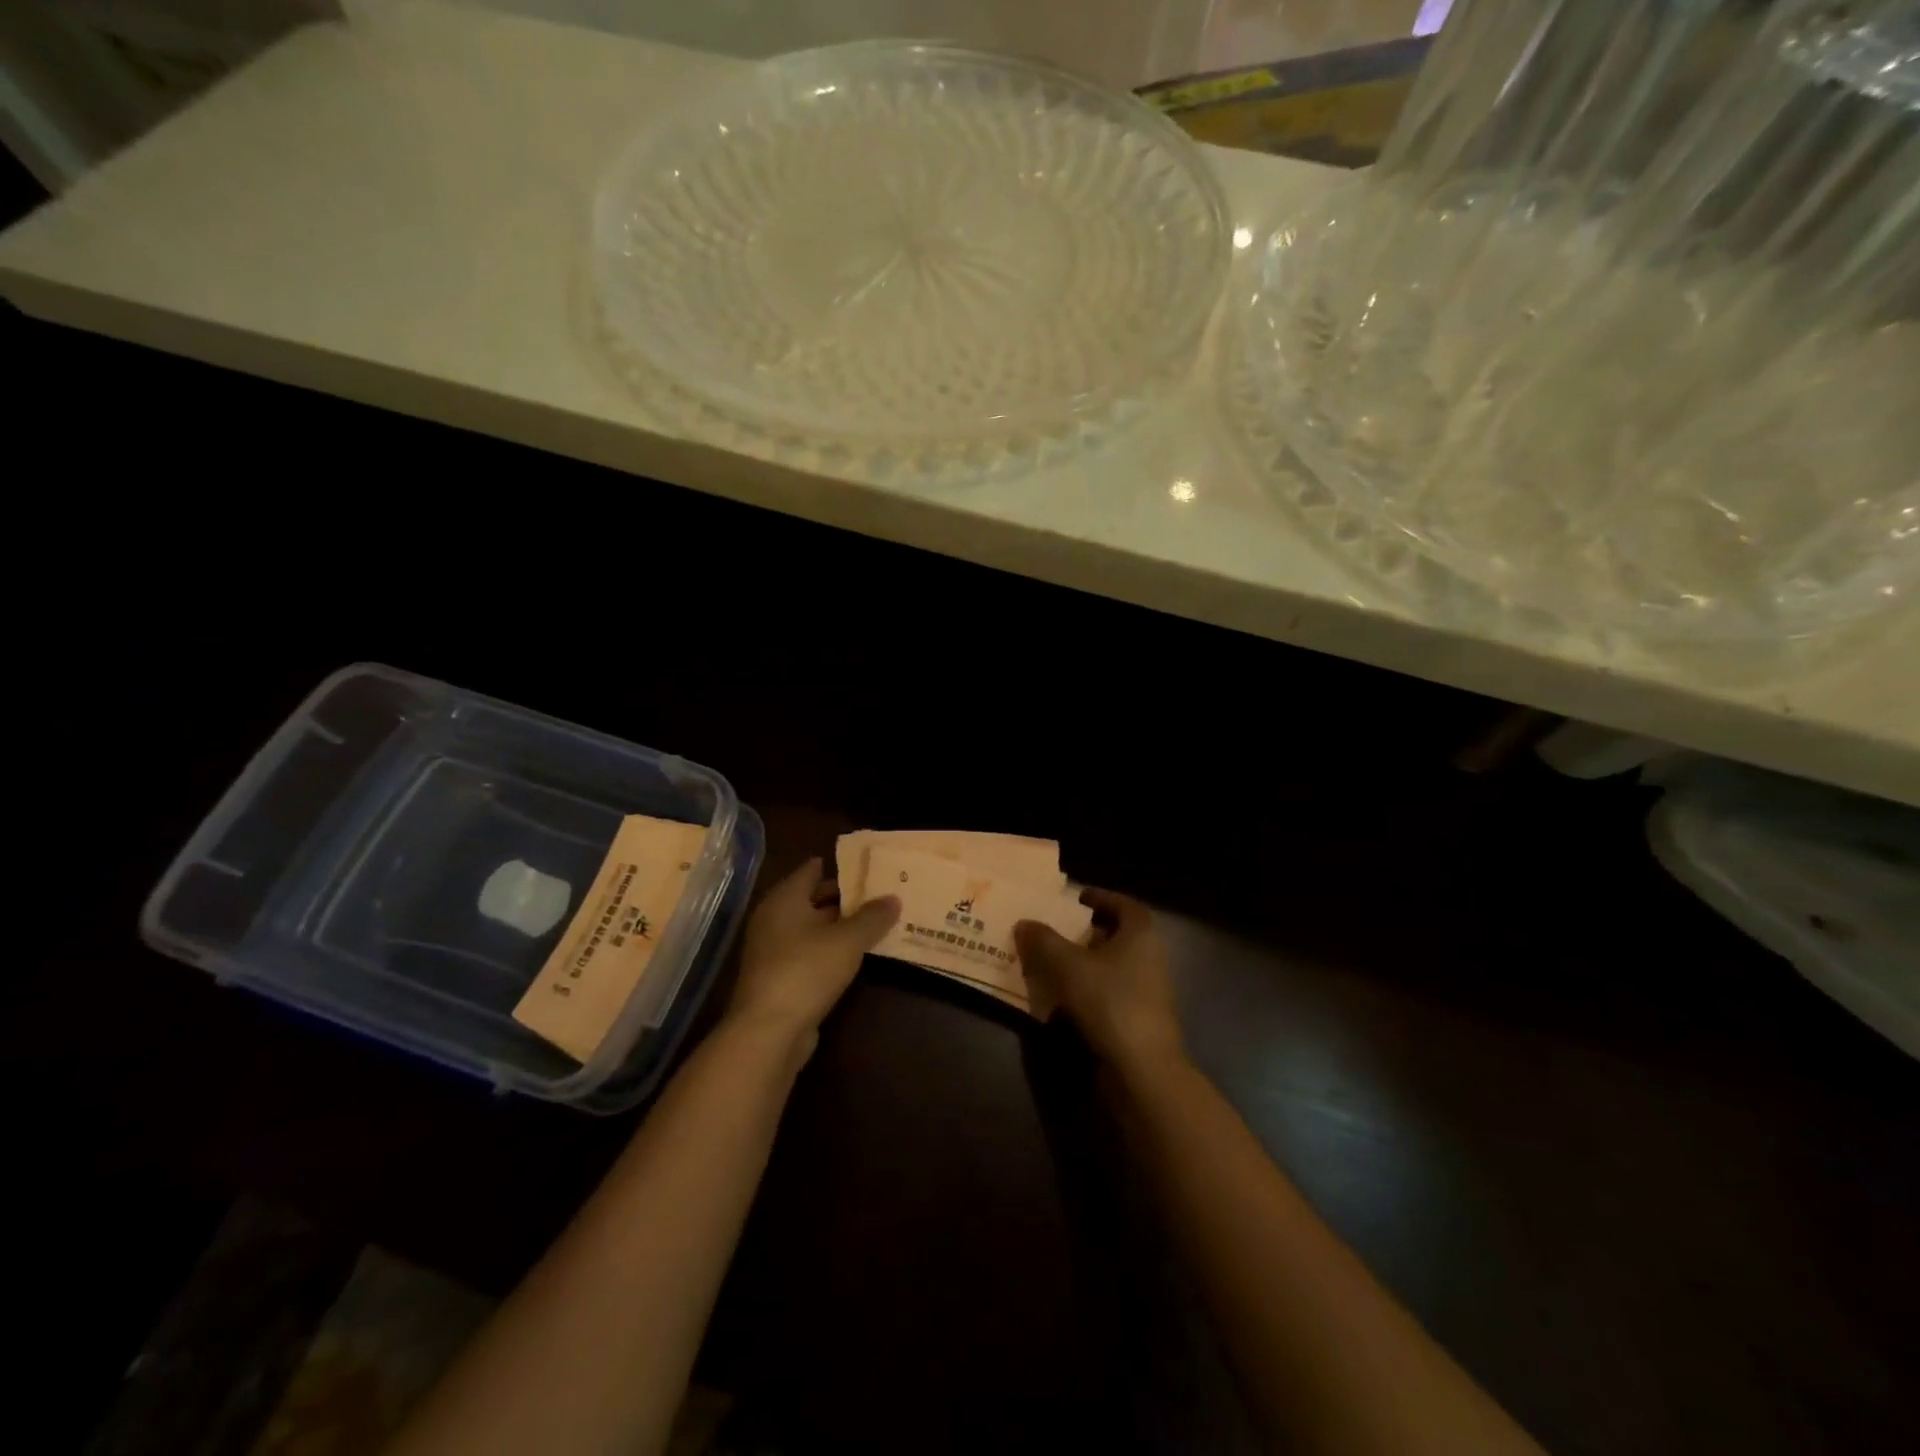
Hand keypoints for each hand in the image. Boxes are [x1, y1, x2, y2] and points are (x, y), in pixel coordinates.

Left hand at [727, 857, 897, 1051]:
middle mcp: (774, 919)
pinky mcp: (780, 978)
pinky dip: (832, 950)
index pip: (811, 870)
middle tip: (880, 892)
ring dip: (841, 926)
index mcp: (784, 899)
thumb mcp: (848, 940)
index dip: (840, 867)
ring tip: (877, 921)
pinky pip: (811, 953)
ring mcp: (774, 951)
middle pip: (813, 899)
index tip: (868, 865)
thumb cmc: (806, 970)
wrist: (768, 1031)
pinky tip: (857, 955)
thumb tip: (893, 897)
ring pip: (813, 928)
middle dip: (845, 897)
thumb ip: (872, 917)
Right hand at [1015, 889, 1183, 1077]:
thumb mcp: (1067, 964)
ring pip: (1111, 966)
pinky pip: (1108, 993)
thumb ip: (1043, 940)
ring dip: (1084, 962)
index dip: (1100, 898)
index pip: (1124, 904)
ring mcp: (1146, 991)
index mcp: (1140, 934)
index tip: (1075, 899)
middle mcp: (1149, 957)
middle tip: (1054, 930)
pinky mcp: (1137, 1019)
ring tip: (1049, 962)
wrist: (1142, 1068)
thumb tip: (1024, 923)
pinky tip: (1061, 997)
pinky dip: (1087, 989)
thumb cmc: (1109, 1001)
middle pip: (1117, 935)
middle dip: (1086, 931)